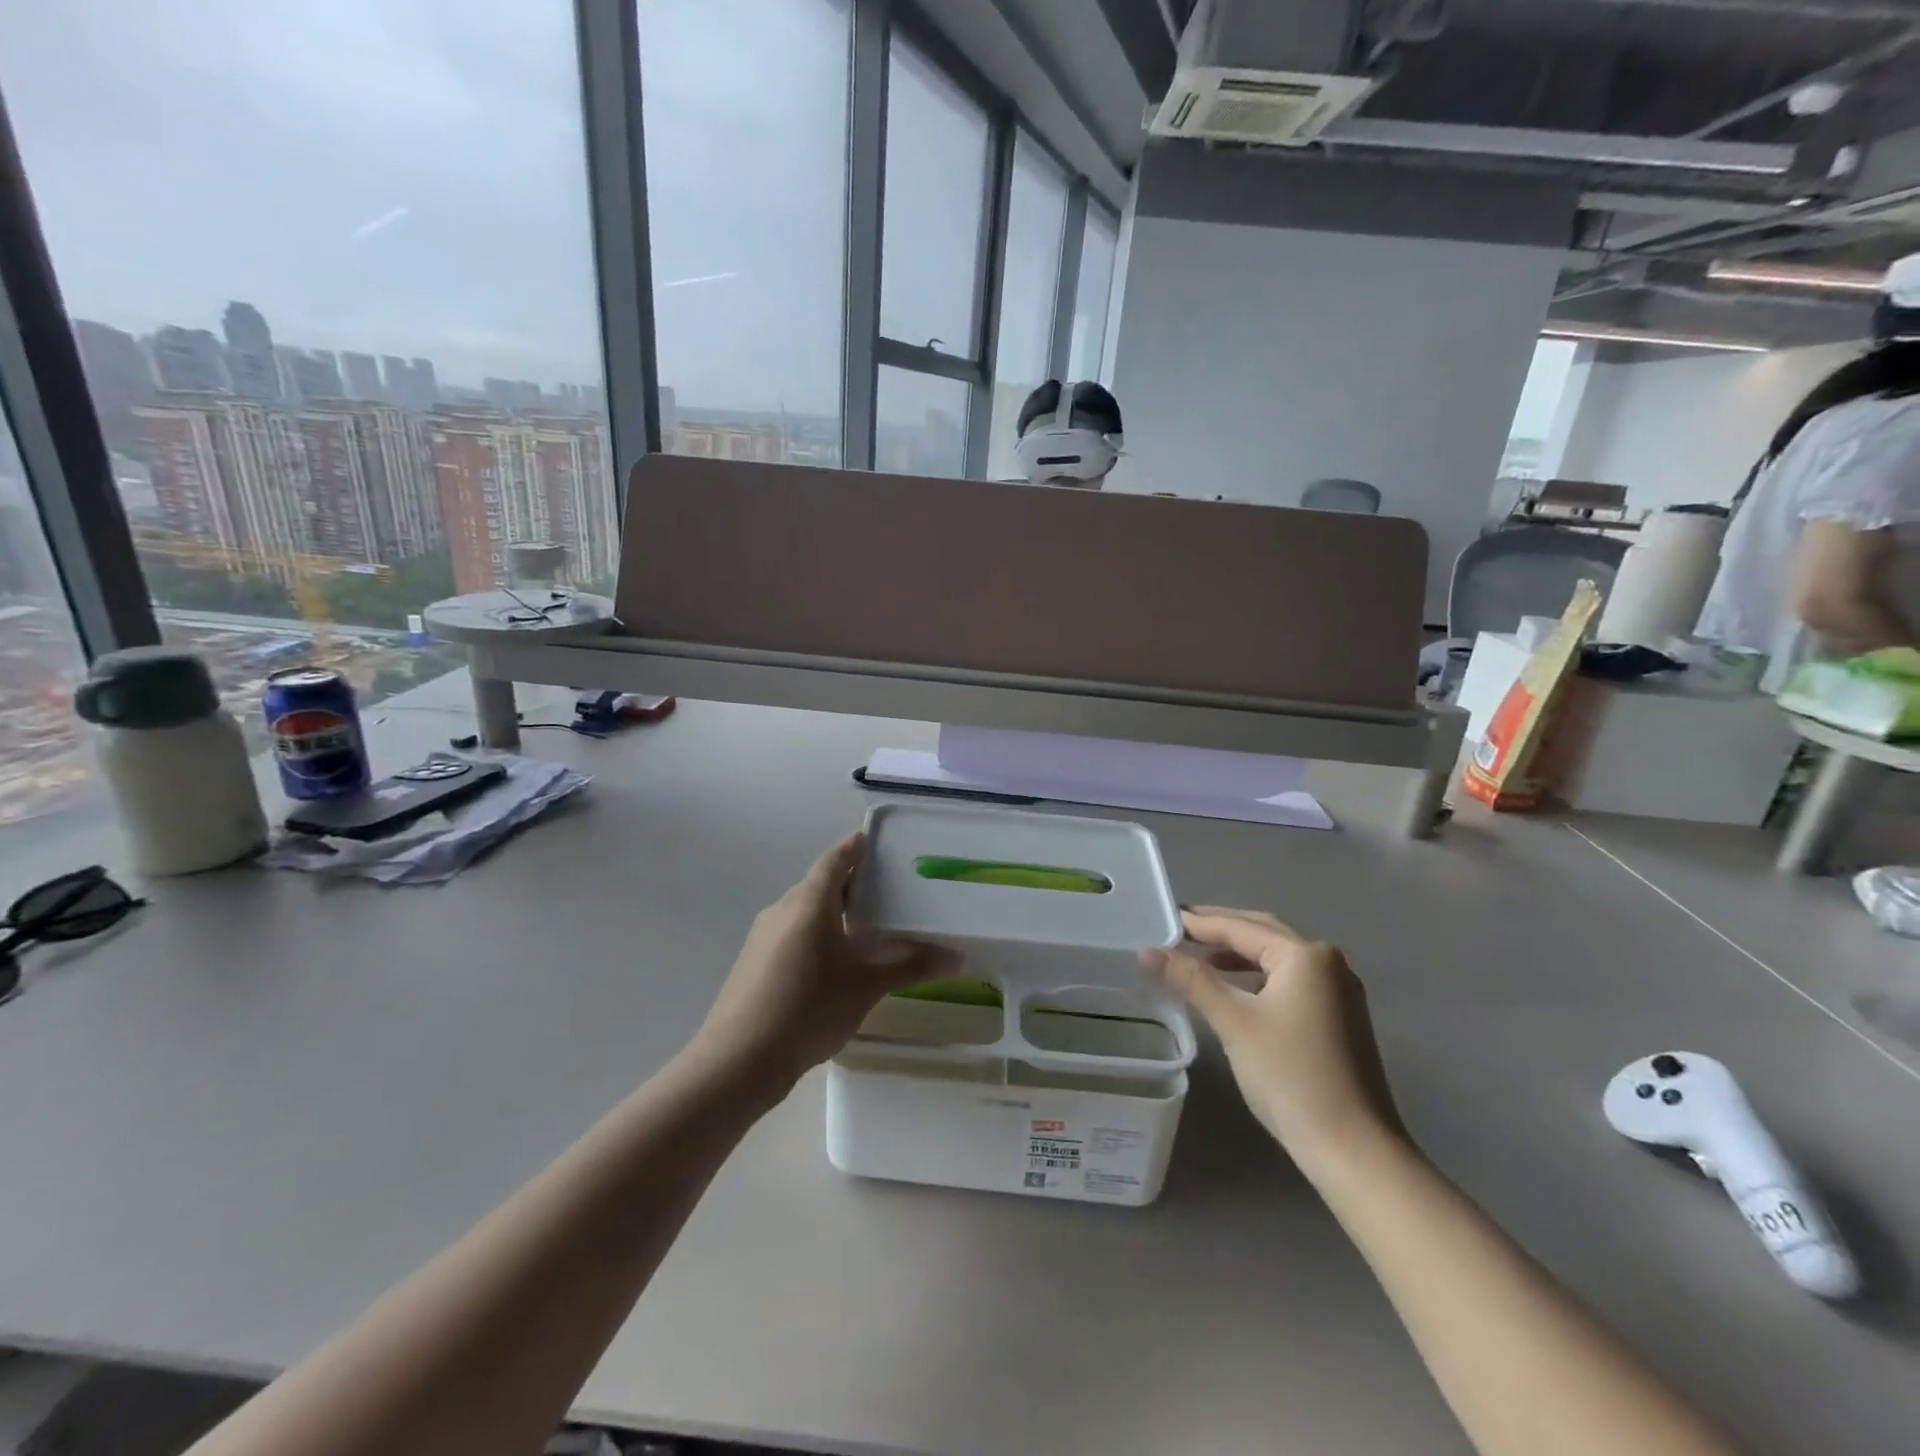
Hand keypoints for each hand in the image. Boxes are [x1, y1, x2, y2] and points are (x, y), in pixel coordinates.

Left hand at [696, 833, 957, 1089]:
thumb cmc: (809, 1008)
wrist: (739, 1060)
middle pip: (820, 884)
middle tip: (886, 891)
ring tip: (866, 930)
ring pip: (804, 912)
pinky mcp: (753, 963)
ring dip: (832, 914)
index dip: (855, 847)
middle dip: (851, 885)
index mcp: (809, 901)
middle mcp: (782, 909)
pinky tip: (833, 964)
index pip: (836, 859)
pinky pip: (791, 935)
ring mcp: (762, 936)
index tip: (876, 842)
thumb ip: (911, 966)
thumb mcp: (867, 986)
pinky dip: (815, 936)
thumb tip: (957, 957)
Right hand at [1142, 907, 1402, 1158]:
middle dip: (1220, 931)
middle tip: (1178, 930)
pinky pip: (1289, 981)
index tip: (1162, 919)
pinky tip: (1234, 990)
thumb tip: (1146, 951)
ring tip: (1198, 958)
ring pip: (1277, 959)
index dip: (1198, 923)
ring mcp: (1339, 992)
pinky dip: (1257, 977)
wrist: (1354, 1151)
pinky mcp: (1339, 1018)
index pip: (1240, 927)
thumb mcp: (1234, 1022)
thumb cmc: (1291, 1077)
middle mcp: (1328, 963)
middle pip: (1263, 934)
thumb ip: (1191, 980)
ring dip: (1238, 955)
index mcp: (1306, 955)